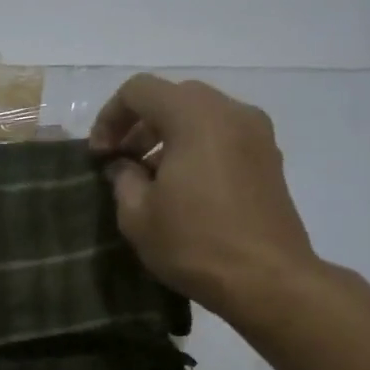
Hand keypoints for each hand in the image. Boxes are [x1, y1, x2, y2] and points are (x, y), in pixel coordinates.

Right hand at [88, 75, 318, 321]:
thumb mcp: (137, 214)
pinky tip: (182, 187)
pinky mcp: (268, 158)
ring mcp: (256, 134)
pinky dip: (194, 146)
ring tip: (148, 177)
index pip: (139, 90)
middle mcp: (230, 112)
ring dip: (167, 134)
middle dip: (139, 123)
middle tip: (121, 160)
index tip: (100, 155)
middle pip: (172, 96)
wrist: (267, 279)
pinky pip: (222, 134)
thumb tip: (122, 166)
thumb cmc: (194, 244)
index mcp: (195, 116)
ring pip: (200, 114)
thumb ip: (122, 178)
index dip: (109, 117)